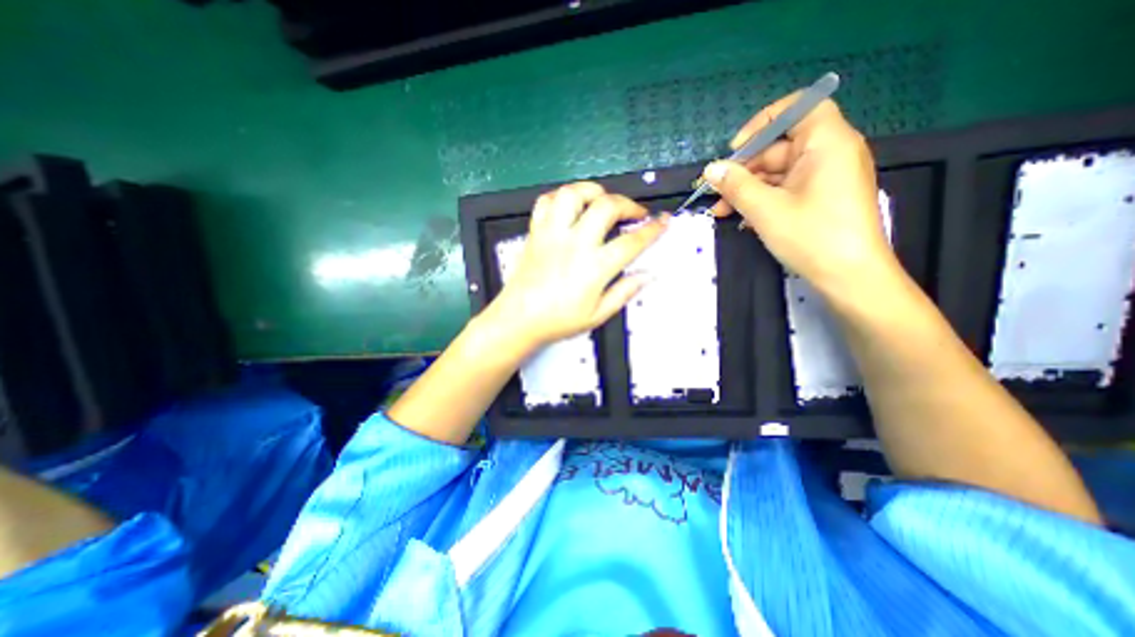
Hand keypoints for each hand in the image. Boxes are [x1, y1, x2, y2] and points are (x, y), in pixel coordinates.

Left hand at [475, 183, 667, 351]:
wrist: (518, 319)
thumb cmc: (559, 320)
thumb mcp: (597, 315)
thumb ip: (624, 292)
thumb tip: (647, 275)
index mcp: (594, 267)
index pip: (631, 242)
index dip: (653, 230)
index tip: (664, 221)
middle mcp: (575, 243)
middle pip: (607, 207)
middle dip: (628, 204)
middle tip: (634, 214)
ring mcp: (552, 233)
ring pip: (574, 194)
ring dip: (594, 192)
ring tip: (602, 202)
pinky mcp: (535, 231)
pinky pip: (547, 201)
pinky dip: (562, 197)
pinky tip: (571, 207)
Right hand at [706, 91, 900, 295]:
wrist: (849, 277)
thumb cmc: (811, 236)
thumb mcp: (765, 209)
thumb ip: (735, 185)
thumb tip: (710, 169)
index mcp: (827, 143)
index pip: (798, 109)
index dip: (763, 123)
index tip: (735, 148)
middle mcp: (830, 153)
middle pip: (780, 147)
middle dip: (744, 169)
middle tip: (715, 192)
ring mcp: (825, 178)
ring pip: (778, 173)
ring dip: (747, 189)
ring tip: (720, 211)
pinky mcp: (820, 198)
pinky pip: (786, 189)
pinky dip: (762, 200)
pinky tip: (740, 218)